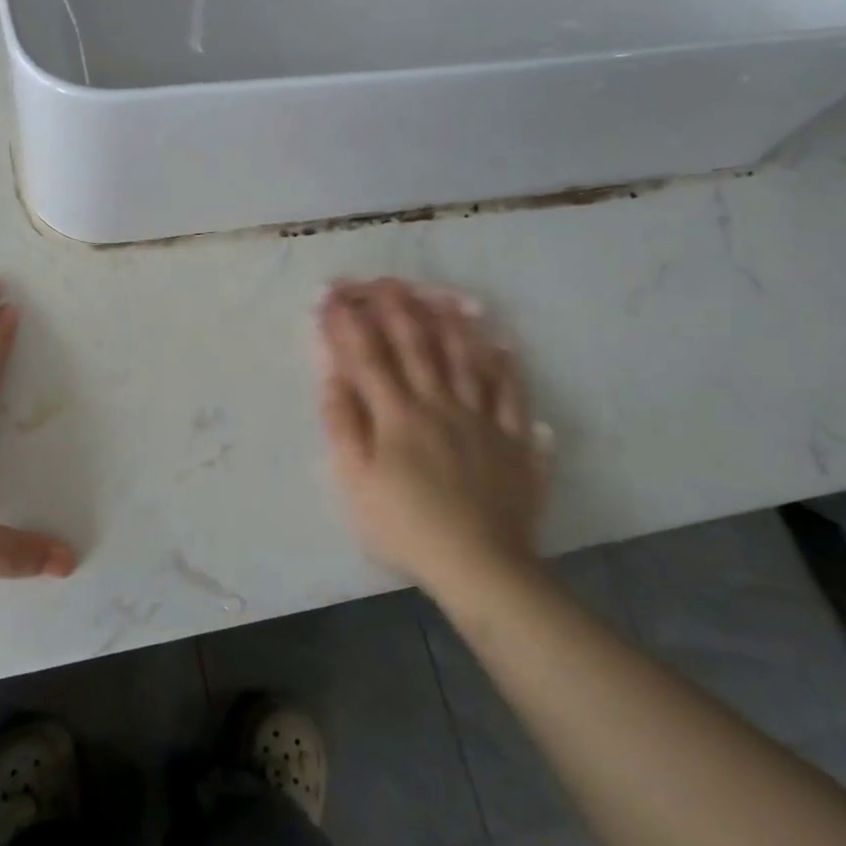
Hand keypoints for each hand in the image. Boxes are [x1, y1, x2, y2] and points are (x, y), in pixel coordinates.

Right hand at [316, 278, 546, 594]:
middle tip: (382, 280)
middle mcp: (440, 404)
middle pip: (418, 345)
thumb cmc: (406, 526)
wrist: (480, 566)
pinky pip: (513, 396)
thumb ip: (343, 425)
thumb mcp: (356, 482)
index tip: (331, 296)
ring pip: (467, 359)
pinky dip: (507, 368)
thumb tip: (333, 377)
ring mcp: (482, 420)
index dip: (347, 323)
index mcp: (398, 414)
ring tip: (442, 294)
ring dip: (452, 323)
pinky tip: (504, 348)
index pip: (367, 356)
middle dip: (396, 307)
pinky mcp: (514, 442)